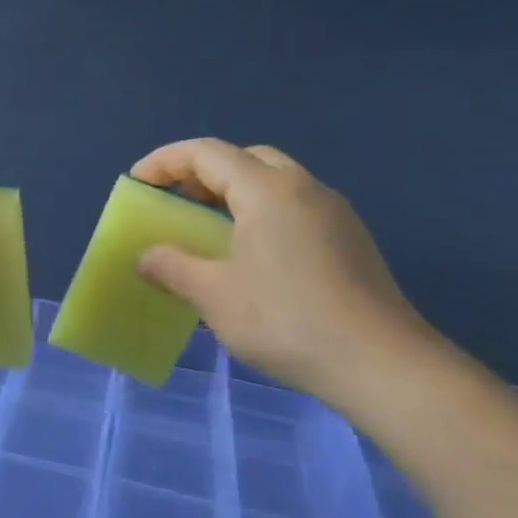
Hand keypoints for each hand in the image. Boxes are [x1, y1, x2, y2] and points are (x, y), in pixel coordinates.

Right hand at [132, 139, 436, 403]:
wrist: (382, 364)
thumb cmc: (286, 319)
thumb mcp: (214, 295)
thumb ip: (172, 267)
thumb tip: (146, 257)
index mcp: (267, 189)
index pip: (205, 153)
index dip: (164, 161)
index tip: (136, 185)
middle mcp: (303, 188)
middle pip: (244, 158)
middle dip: (202, 173)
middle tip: (176, 204)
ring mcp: (333, 213)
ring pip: (273, 183)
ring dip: (233, 195)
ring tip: (207, 232)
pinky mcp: (349, 240)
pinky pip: (293, 208)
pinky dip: (260, 214)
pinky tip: (250, 258)